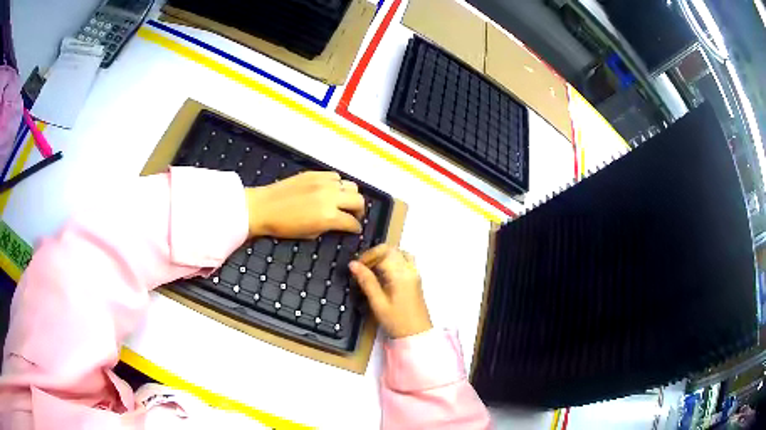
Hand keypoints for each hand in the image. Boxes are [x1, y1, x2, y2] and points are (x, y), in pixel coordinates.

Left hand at [245, 171, 363, 238]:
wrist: (263, 207)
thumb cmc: (284, 227)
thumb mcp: (310, 234)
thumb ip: (328, 227)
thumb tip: (338, 224)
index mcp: (329, 217)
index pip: (352, 222)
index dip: (356, 228)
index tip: (355, 229)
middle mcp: (331, 197)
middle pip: (359, 200)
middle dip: (359, 210)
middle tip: (353, 215)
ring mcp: (324, 183)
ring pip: (351, 185)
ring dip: (350, 195)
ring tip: (342, 201)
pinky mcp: (315, 173)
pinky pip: (335, 176)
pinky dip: (337, 184)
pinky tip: (330, 190)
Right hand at [349, 245, 431, 338]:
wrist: (417, 334)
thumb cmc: (396, 321)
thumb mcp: (378, 303)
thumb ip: (366, 281)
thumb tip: (353, 264)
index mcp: (401, 275)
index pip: (384, 253)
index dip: (368, 256)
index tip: (356, 266)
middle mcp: (410, 270)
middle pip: (392, 250)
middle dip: (375, 254)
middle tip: (362, 268)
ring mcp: (415, 273)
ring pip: (399, 253)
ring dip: (385, 257)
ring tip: (372, 270)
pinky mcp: (416, 279)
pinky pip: (405, 261)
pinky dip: (393, 261)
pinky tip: (384, 275)